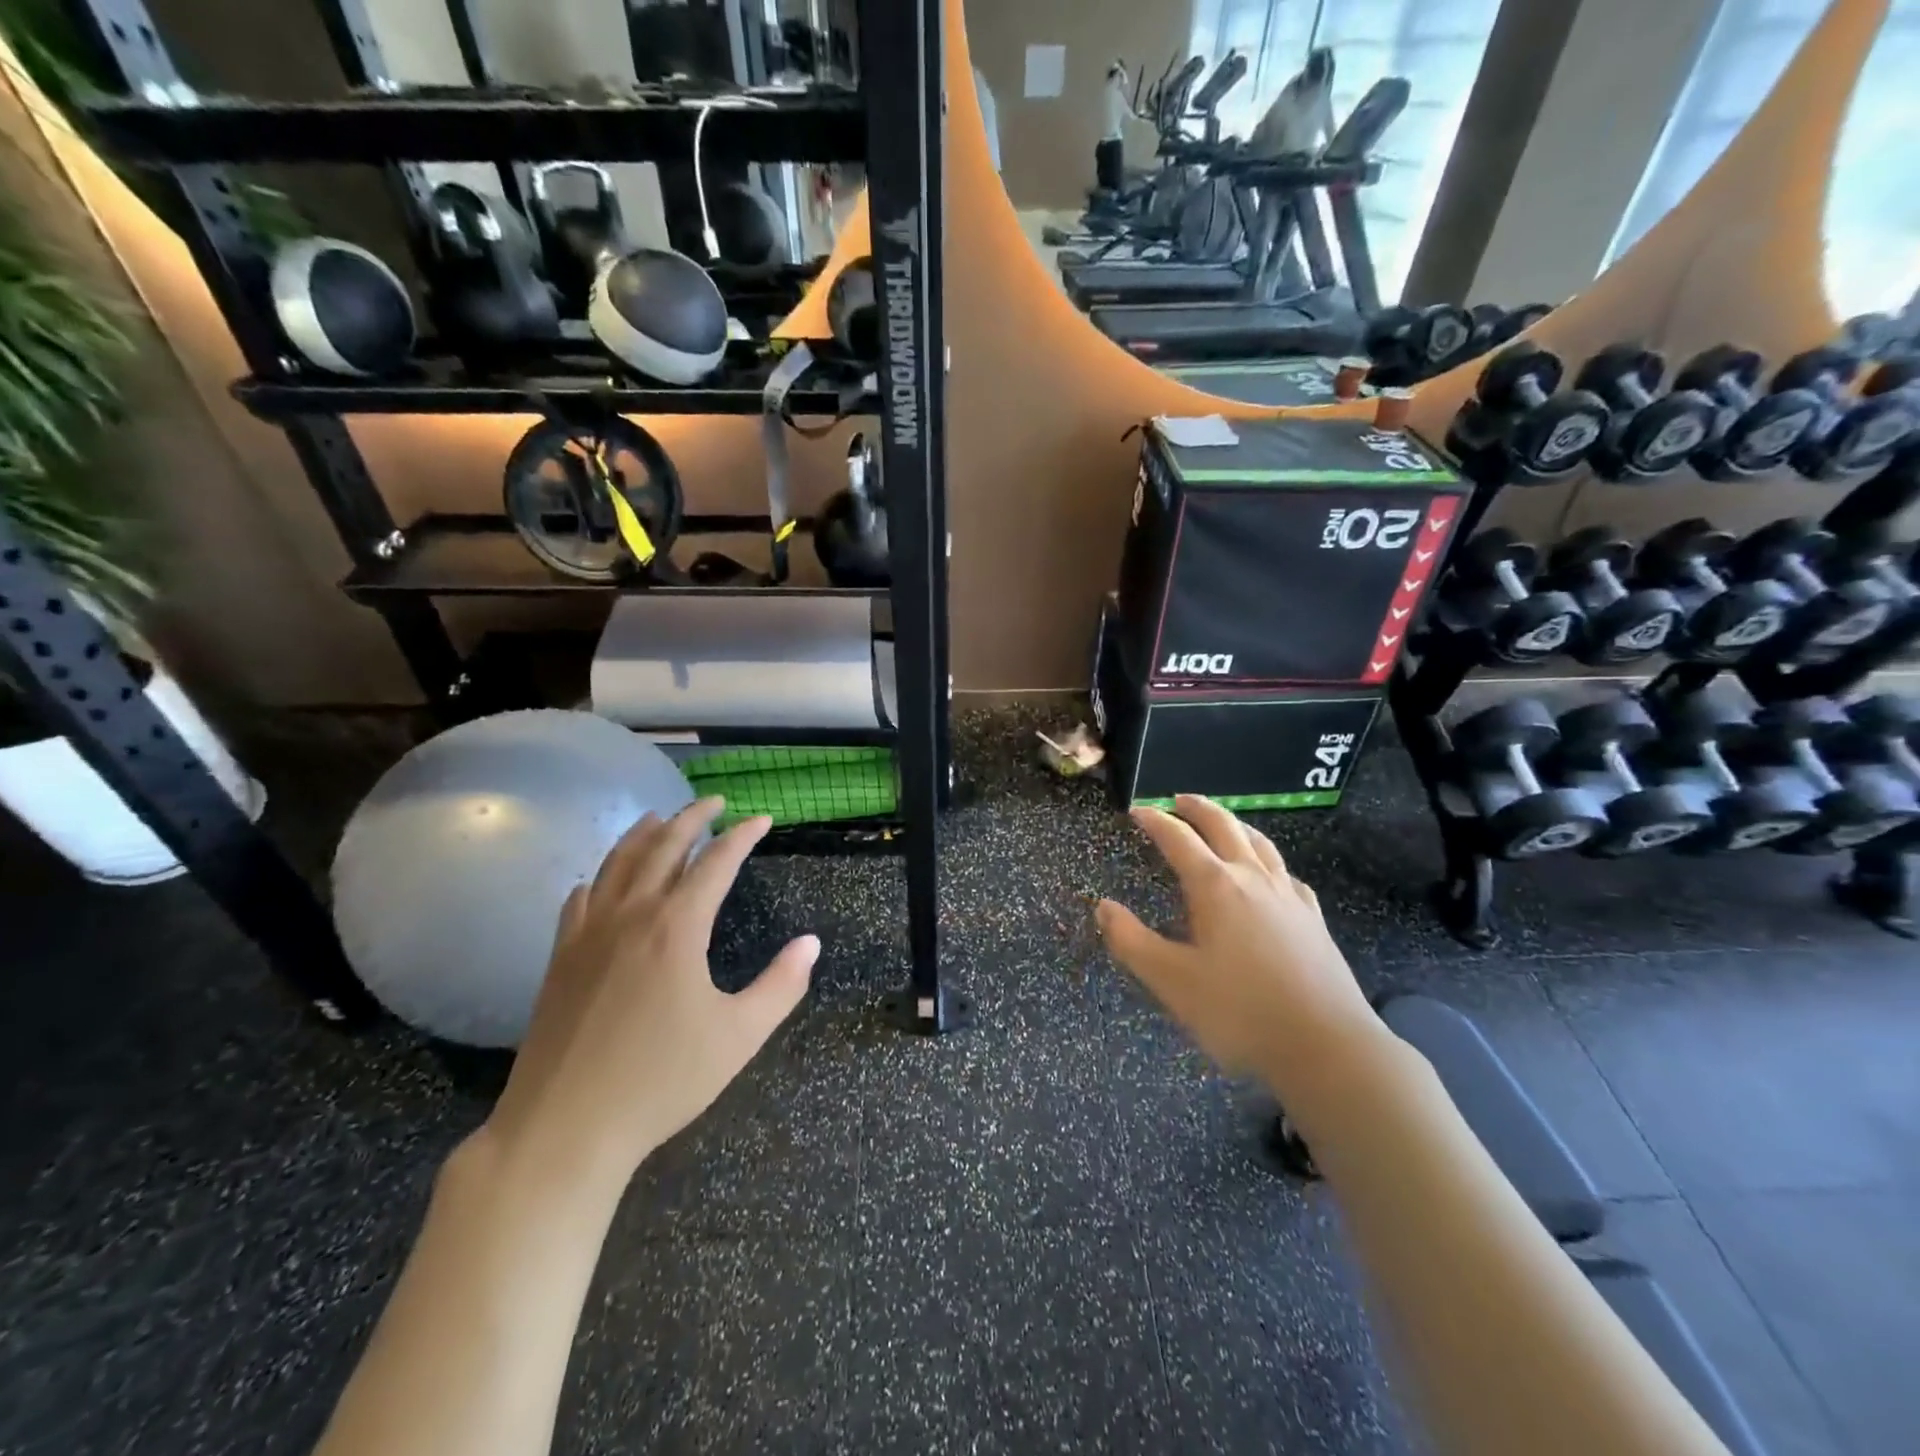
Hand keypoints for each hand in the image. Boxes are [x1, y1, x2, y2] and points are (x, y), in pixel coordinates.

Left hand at [481, 799, 817, 1195]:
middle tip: (715, 802)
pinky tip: (603, 879)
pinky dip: (601, 876)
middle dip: (692, 817)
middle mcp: (631, 915)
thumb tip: (811, 943)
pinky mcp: (560, 958)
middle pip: (663, 846)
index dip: (742, 835)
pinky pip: (581, 898)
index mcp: (677, 927)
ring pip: (617, 863)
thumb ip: (782, 985)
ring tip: (661, 817)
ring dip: (644, 834)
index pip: (716, 861)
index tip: (762, 819)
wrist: (564, 1127)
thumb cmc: (661, 1080)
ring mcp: (589, 934)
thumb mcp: (740, 1035)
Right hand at [1097, 795, 1379, 1102]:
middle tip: (1178, 800)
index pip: (1179, 839)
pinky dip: (1269, 861)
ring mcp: (1289, 896)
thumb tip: (1103, 906)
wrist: (1327, 1046)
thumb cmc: (1240, 1012)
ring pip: (1260, 843)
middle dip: (1198, 808)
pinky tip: (1271, 875)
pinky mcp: (1313, 919)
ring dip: (1235, 824)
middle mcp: (1253, 879)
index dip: (1155, 821)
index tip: (1137, 811)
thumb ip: (1131, 941)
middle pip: (1224, 826)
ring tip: (1223, 822)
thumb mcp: (1171, 981)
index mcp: (1215, 887)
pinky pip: (1287, 874)